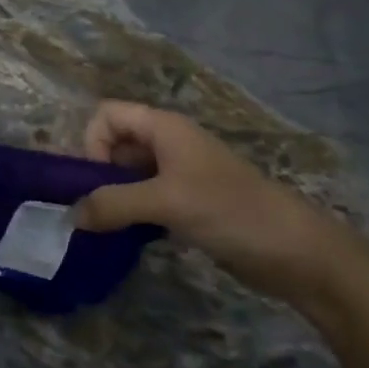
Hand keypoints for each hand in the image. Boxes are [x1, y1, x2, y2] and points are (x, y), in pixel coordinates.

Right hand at [71, 101, 358, 311]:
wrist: (297, 252)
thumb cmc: (230, 211)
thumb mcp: (166, 202)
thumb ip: (112, 204)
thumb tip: (71, 216)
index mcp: (164, 128)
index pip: (107, 115)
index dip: (93, 142)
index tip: (99, 180)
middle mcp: (169, 144)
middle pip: (114, 143)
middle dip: (98, 173)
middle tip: (96, 209)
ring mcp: (180, 174)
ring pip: (128, 174)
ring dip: (113, 196)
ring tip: (108, 227)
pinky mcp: (188, 203)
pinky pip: (145, 198)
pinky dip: (131, 213)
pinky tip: (132, 237)